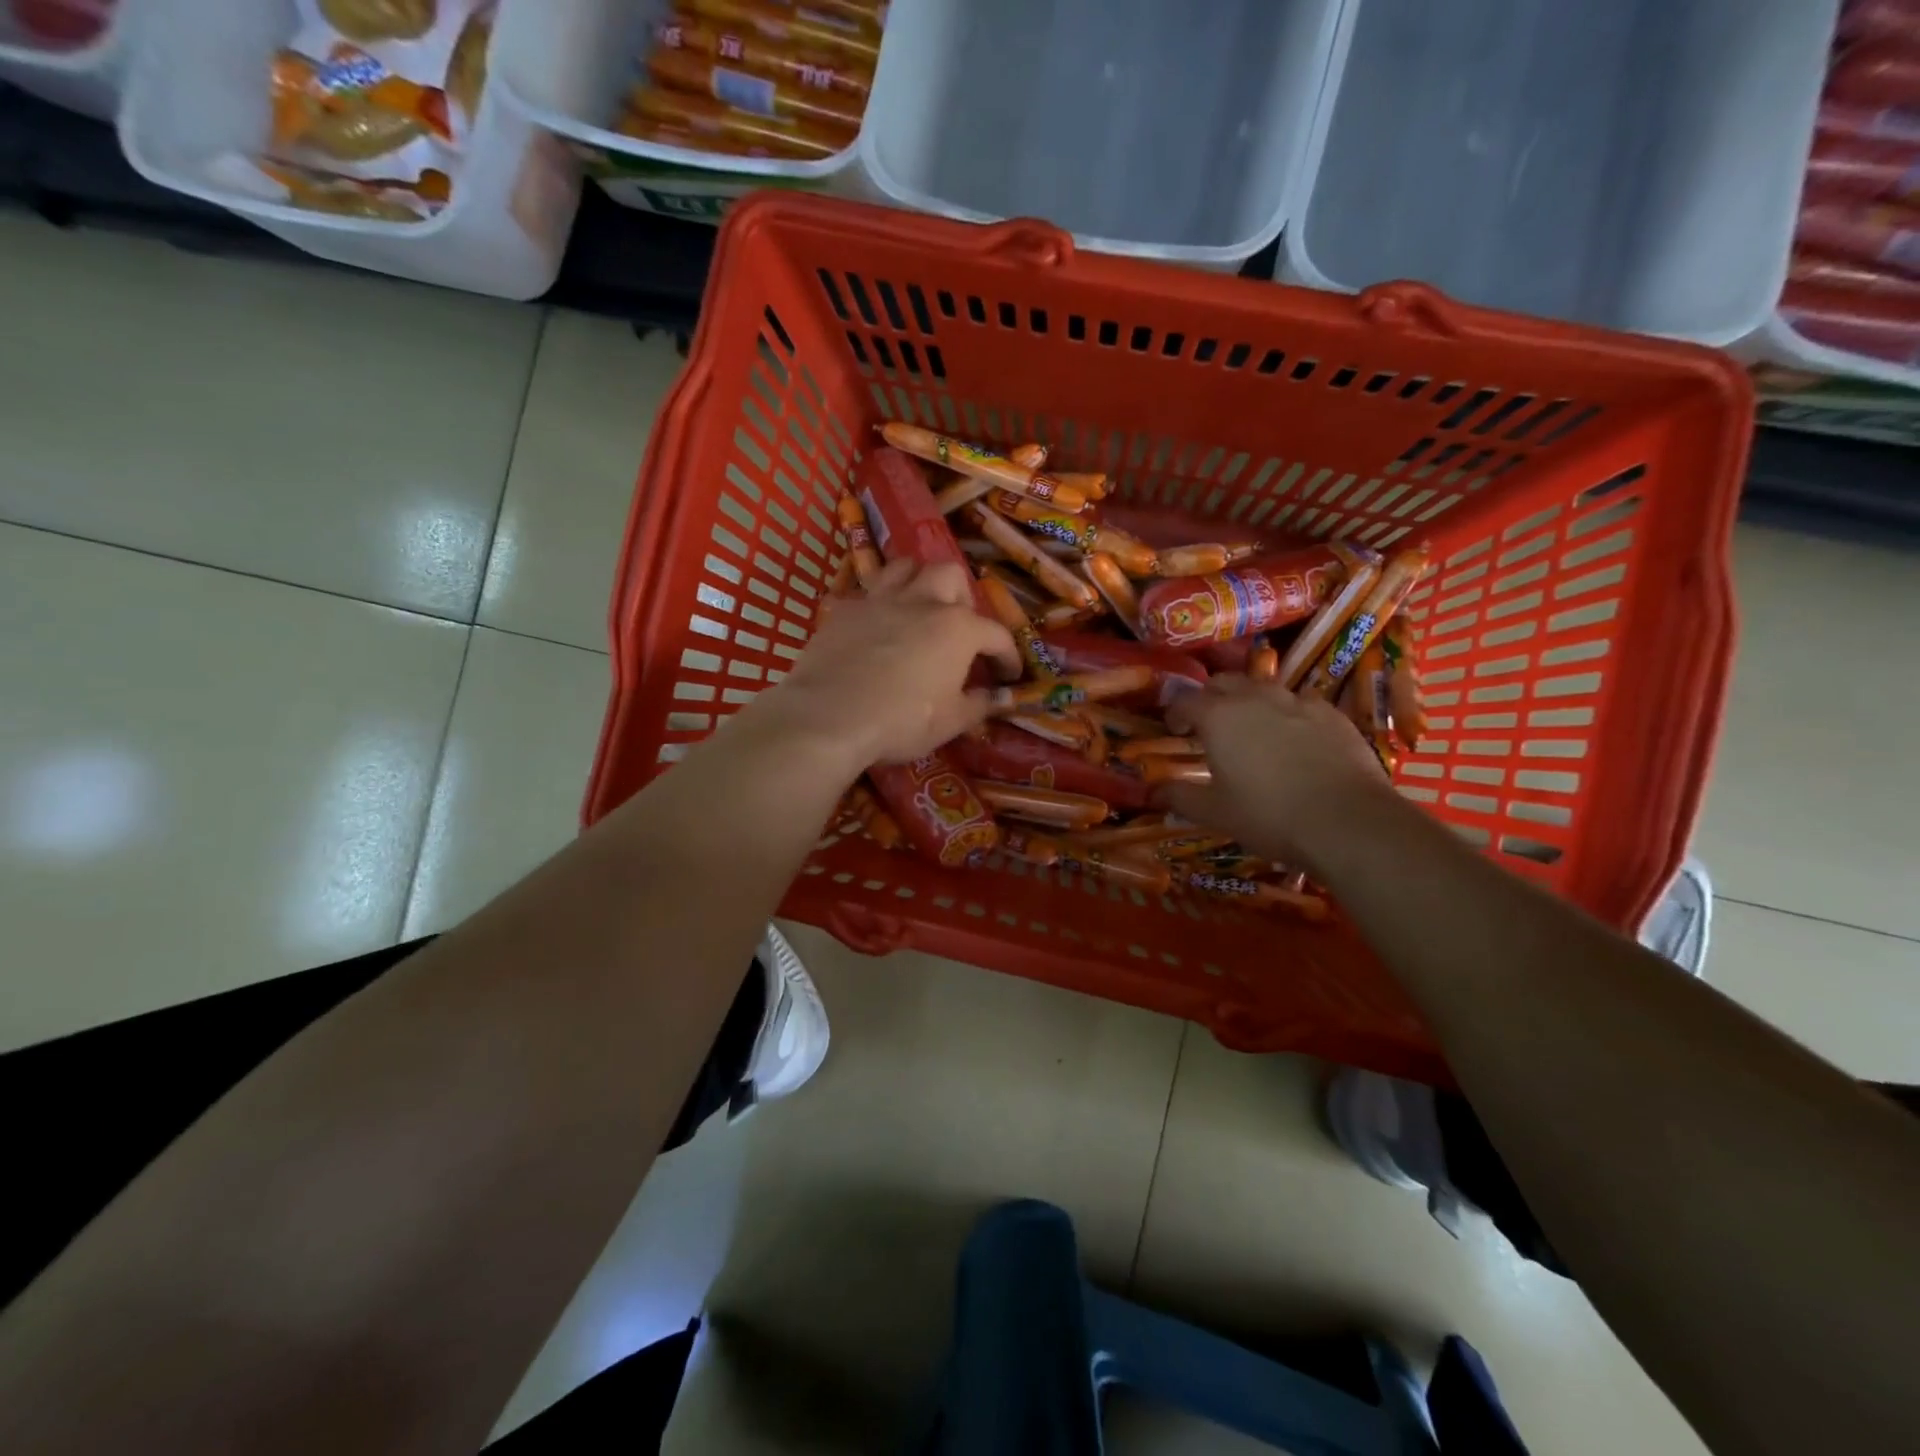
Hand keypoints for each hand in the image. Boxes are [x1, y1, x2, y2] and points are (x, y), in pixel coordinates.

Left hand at [758, 559, 1019, 769]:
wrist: (829, 716)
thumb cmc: (901, 721)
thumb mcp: (950, 722)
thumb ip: (979, 705)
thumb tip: (998, 697)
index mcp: (958, 628)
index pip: (997, 634)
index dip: (1008, 656)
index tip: (1008, 674)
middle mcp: (923, 602)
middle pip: (951, 576)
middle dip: (962, 597)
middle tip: (959, 626)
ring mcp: (880, 600)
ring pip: (906, 567)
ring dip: (919, 581)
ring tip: (919, 607)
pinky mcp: (844, 609)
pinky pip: (867, 592)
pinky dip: (879, 603)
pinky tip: (876, 625)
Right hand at [1161, 677, 1396, 870]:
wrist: (1347, 822)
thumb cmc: (1268, 815)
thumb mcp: (1215, 812)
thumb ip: (1179, 796)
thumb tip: (1151, 791)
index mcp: (1219, 717)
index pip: (1185, 700)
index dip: (1175, 713)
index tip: (1175, 730)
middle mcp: (1255, 698)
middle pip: (1224, 682)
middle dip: (1210, 698)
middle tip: (1209, 725)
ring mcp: (1298, 702)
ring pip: (1264, 689)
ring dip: (1250, 702)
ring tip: (1252, 731)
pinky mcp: (1332, 714)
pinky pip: (1300, 704)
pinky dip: (1287, 715)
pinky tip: (1294, 741)